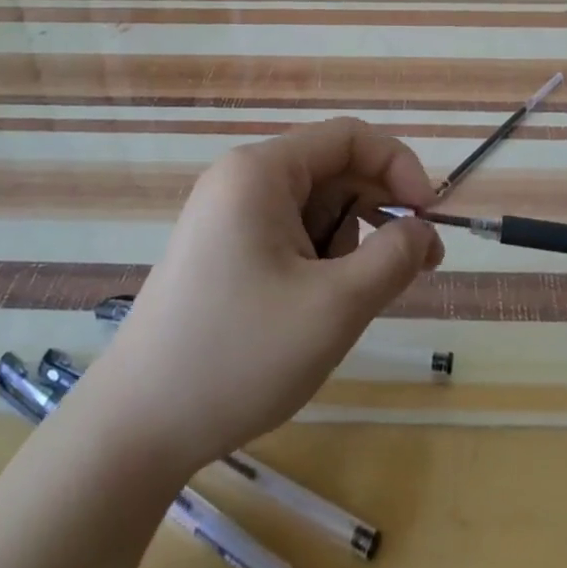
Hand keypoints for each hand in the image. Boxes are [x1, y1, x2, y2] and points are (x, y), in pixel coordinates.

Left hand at [80, 118, 443, 478]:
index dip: (399, 168)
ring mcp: (228, 215)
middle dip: (379, 212)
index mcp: (262, 171)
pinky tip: (320, 307)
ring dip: (351, 243)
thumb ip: (394, 258)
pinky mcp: (223, 249)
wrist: (137, 429)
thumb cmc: (240, 356)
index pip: (350, 138)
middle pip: (333, 170)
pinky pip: (291, 234)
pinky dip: (321, 260)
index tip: (429, 219)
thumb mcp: (335, 307)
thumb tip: (424, 231)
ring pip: (316, 207)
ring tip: (354, 299)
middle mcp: (242, 180)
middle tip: (416, 267)